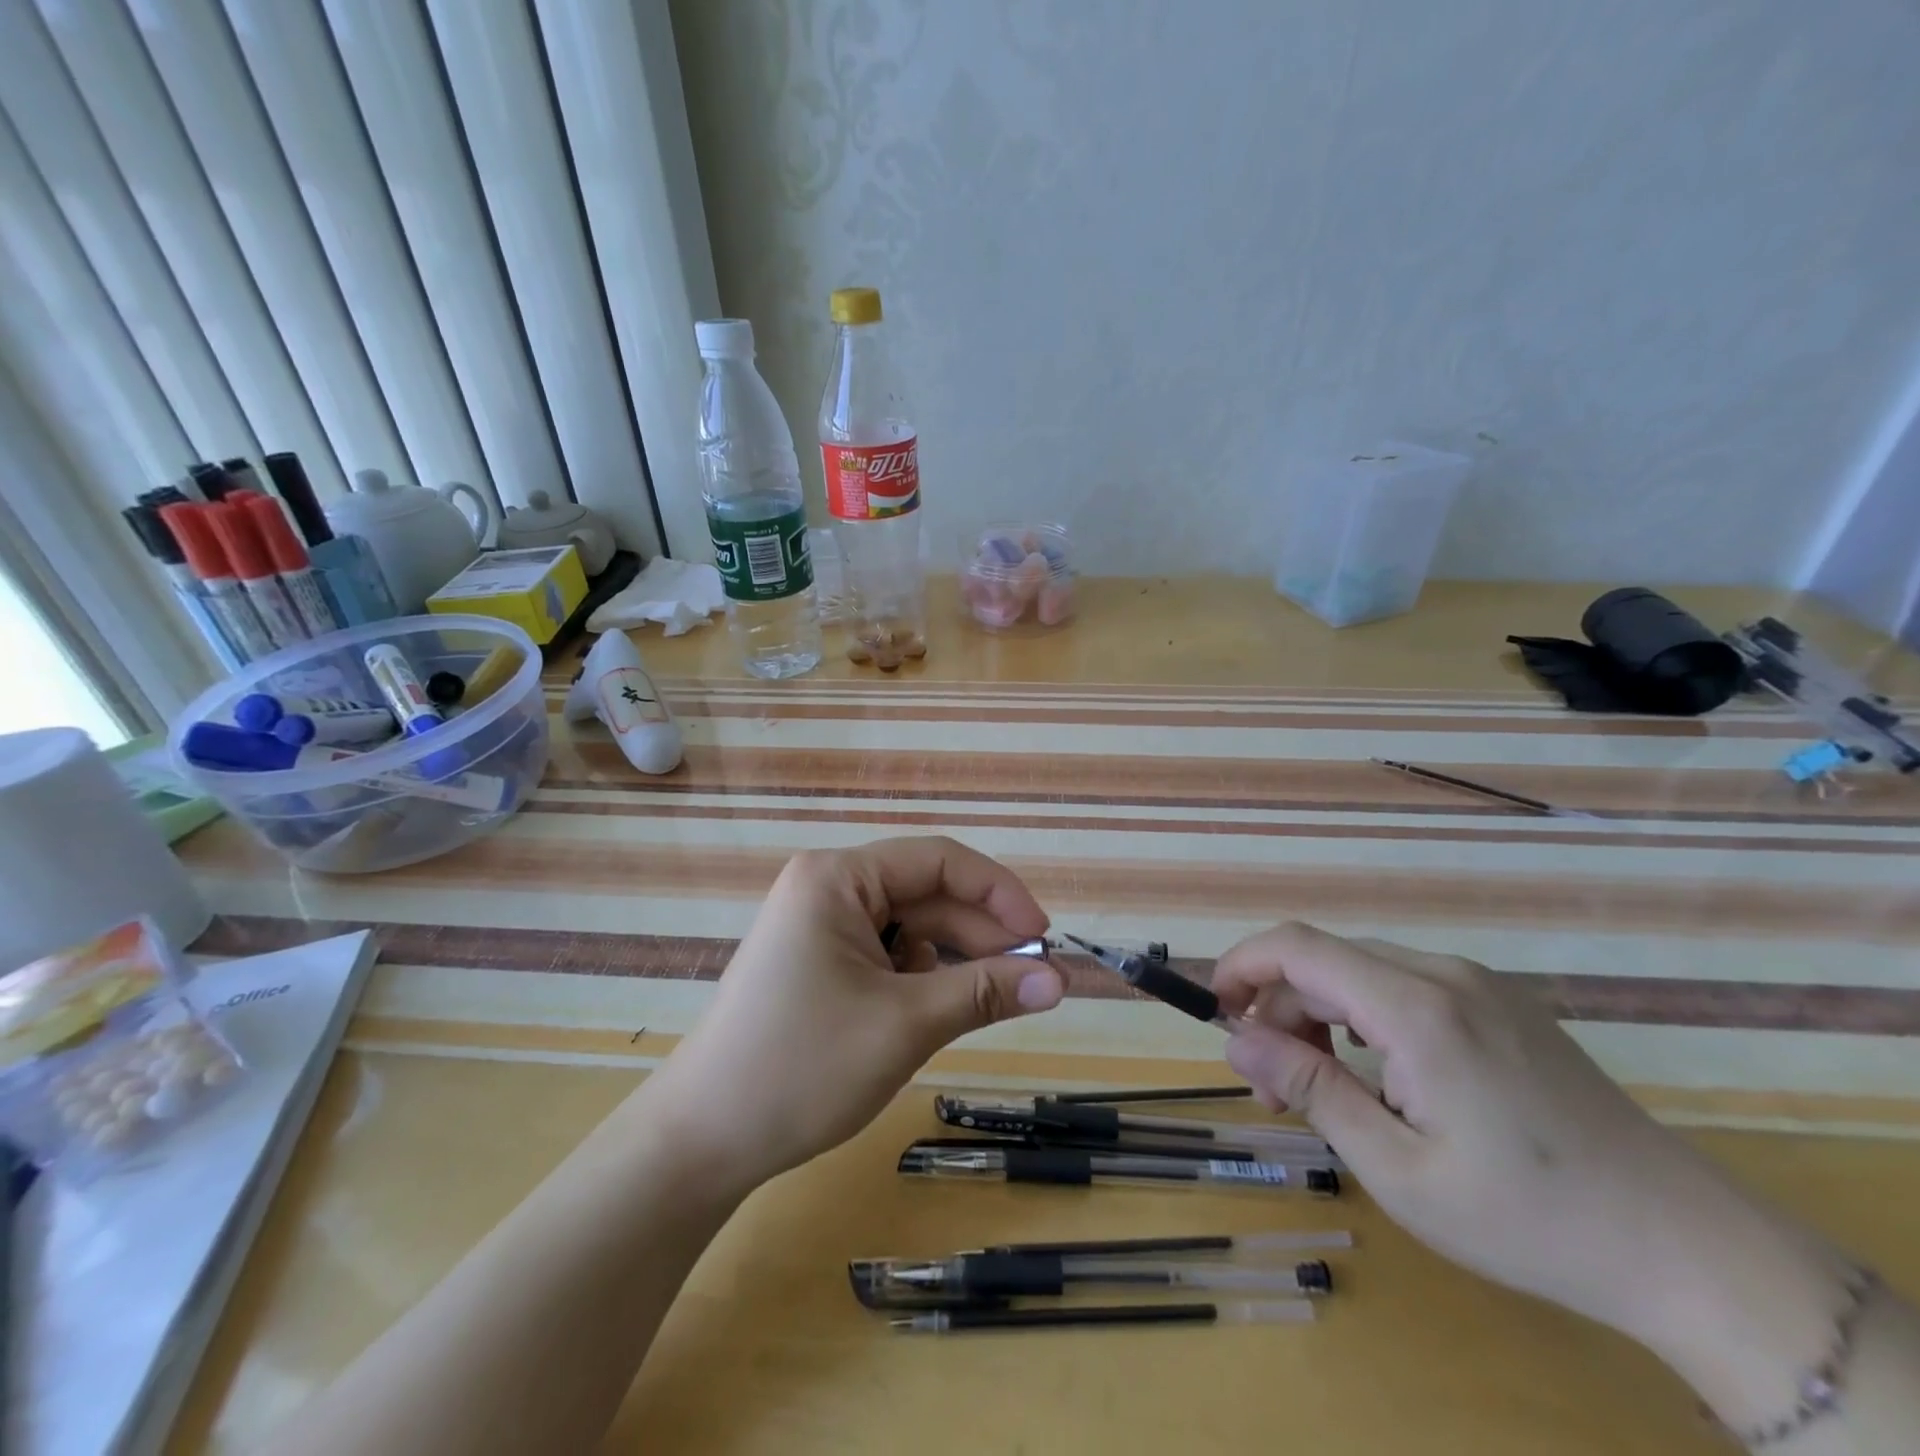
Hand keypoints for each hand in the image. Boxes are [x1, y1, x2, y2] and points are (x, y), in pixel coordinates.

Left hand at [643, 837, 1061, 1191]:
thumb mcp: (905, 1024)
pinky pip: (887, 954)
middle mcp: (828, 888)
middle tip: (1034, 978)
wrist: (703, 1141)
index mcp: (838, 878)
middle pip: (925, 893)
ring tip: (997, 996)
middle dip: (981, 933)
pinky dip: (923, 977)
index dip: (999, 892)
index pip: (938, 859)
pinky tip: (939, 1009)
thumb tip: (1058, 980)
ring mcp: (819, 926)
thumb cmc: (802, 1067)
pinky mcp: (818, 962)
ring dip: (955, 958)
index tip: (1043, 936)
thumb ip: (985, 992)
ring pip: (910, 927)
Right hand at [1212, 924, 1850, 1375]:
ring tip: (1321, 1088)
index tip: (1215, 1012)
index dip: (1241, 965)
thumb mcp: (1398, 1168)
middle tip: (1272, 1088)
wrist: (1685, 1245)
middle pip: (1324, 960)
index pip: (1298, 947)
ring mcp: (1477, 984)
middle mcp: (1442, 974)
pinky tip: (1377, 1074)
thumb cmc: (1528, 1219)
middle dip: (1279, 1010)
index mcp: (1416, 1008)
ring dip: (1319, 1016)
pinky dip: (1362, 1017)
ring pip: (1360, 971)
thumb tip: (1236, 1039)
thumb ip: (1310, 1089)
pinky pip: (1402, 985)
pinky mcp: (1498, 1002)